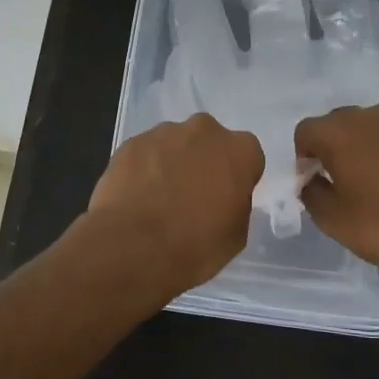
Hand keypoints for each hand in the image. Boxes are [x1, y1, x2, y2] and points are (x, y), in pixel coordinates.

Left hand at [85, 114, 263, 293]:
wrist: (134, 247)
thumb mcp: (236, 234)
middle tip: (191, 196)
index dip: (236, 177)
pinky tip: (136, 197)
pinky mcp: (131, 143)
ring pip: (174, 144)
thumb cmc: (196, 245)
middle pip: (209, 141)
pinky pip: (144, 154)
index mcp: (240, 150)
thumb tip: (223, 197)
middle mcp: (205, 130)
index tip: (225, 198)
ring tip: (158, 199)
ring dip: (171, 164)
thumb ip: (236, 203)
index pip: (247, 156)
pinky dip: (143, 169)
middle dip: (203, 162)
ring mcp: (164, 133)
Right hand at [295, 104, 378, 280]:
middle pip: (337, 123)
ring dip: (363, 148)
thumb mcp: (334, 221)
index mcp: (340, 133)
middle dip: (331, 147)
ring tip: (372, 184)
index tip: (312, 182)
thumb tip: (312, 180)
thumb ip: (312, 195)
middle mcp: (371, 118)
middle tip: (338, 182)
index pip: (305, 131)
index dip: (302, 156)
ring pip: (370, 128)